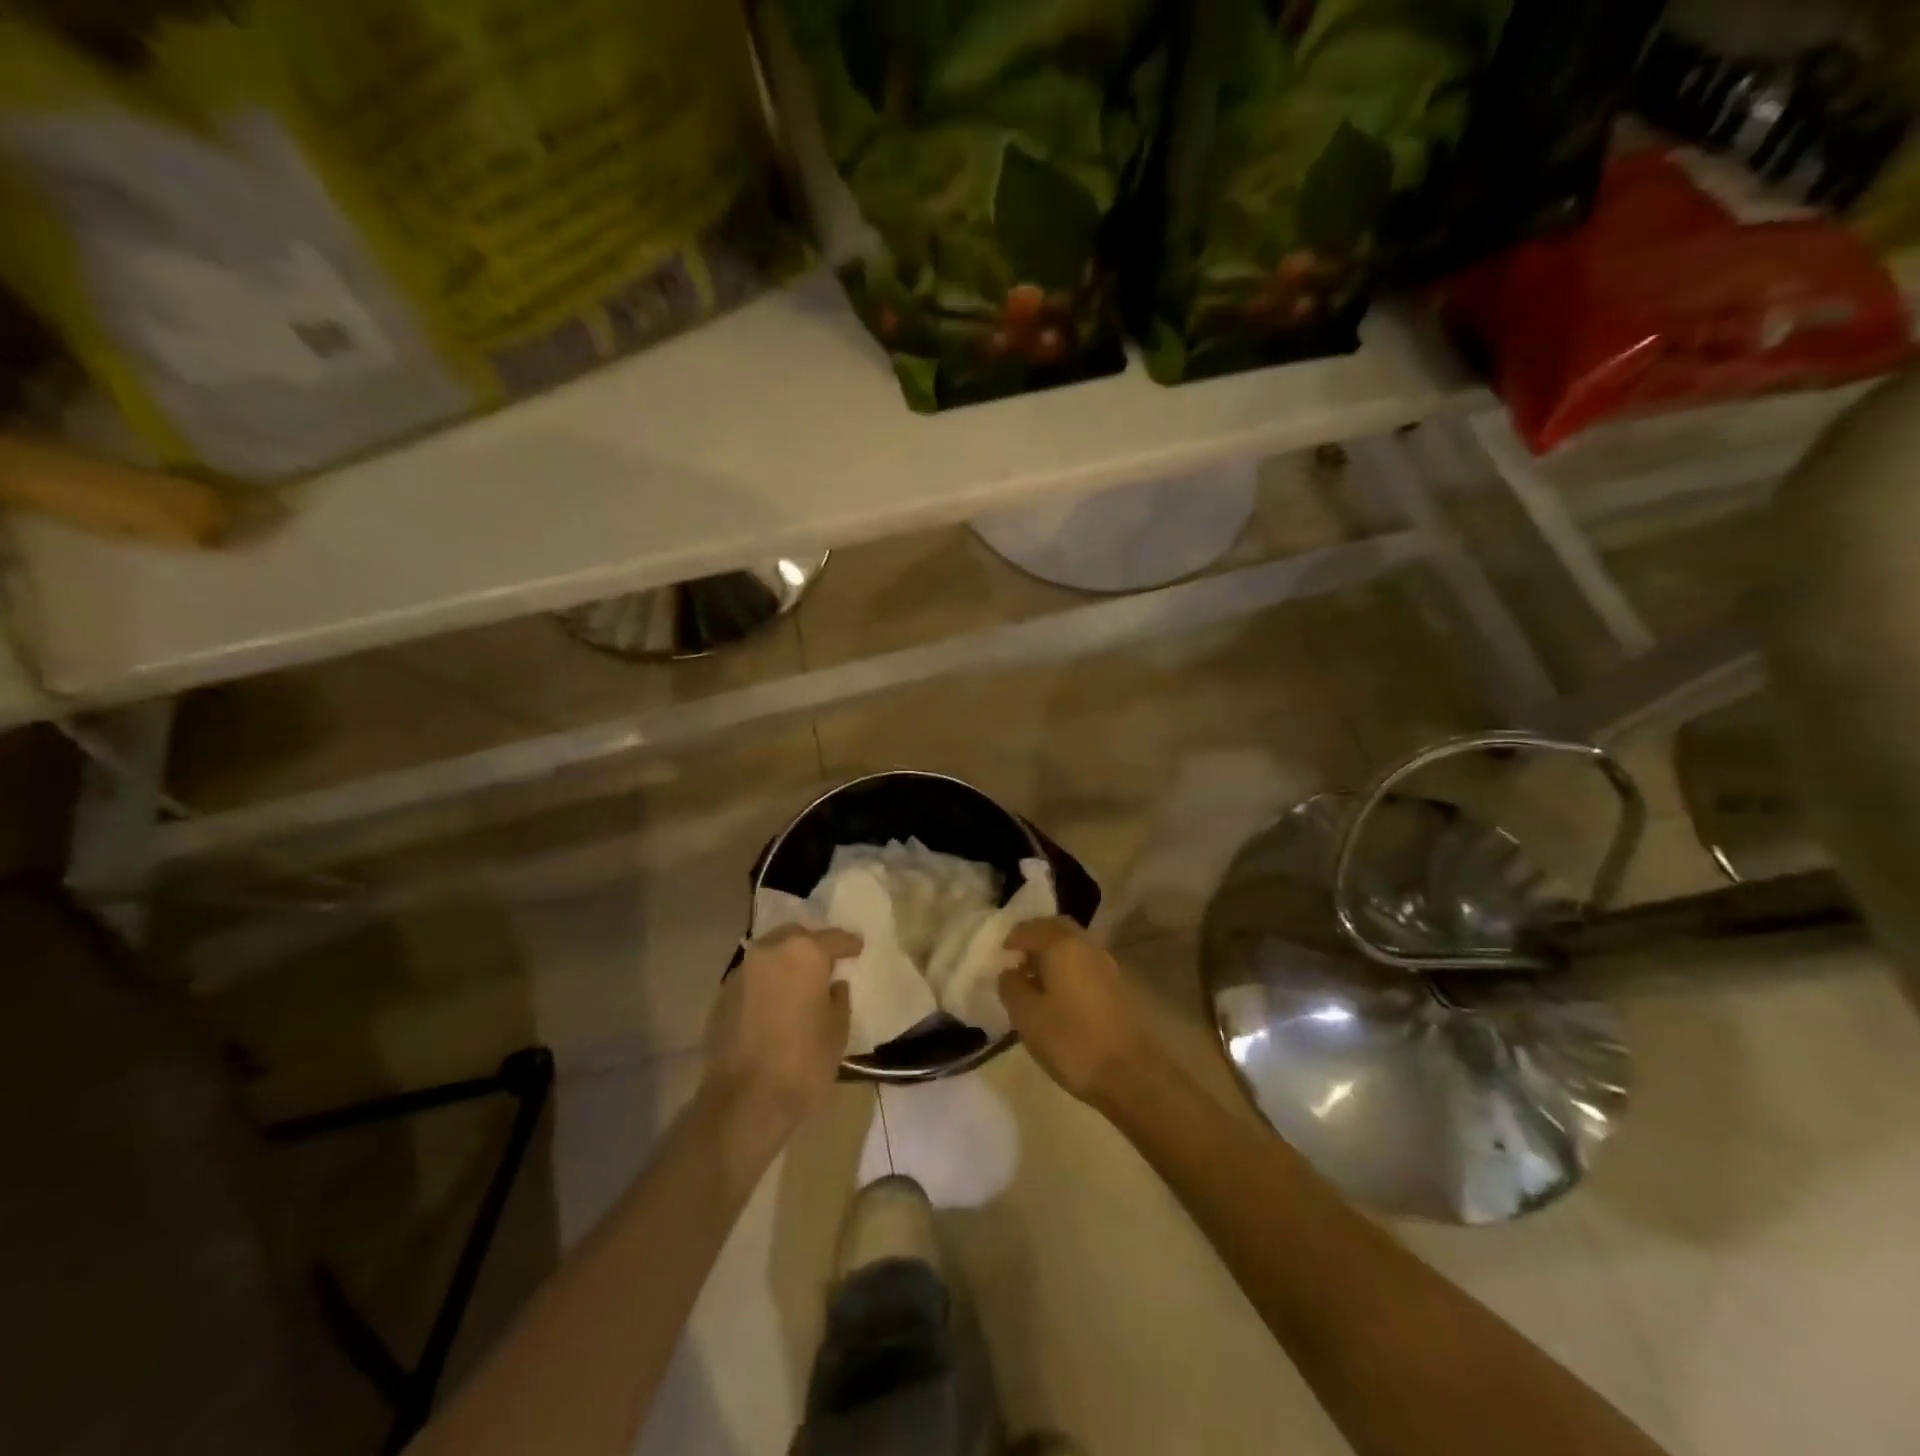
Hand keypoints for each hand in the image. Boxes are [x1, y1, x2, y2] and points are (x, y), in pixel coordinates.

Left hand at [704, 926, 860, 1134]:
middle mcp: (769, 951)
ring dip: (786, 963)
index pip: (833, 939)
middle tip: (827, 964)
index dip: (848, 944)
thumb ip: (838, 998)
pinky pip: (753, 978)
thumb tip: (832, 986)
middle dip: (812, 946)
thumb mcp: (837, 1030)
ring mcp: (741, 972)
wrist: (744, 1102)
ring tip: (800, 984)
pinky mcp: (722, 996)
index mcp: (804, 953)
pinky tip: (777, 1003)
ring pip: (770, 954)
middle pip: (796, 937)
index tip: (858, 948)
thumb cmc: (804, 1063)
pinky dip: (767, 983)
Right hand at [998, 918, 1159, 1106]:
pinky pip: (1086, 965)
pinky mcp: (1120, 987)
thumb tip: (1009, 972)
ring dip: (1053, 956)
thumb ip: (1011, 987)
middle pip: (1057, 929)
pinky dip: (1069, 970)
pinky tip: (1060, 997)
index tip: (1000, 955)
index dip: (1013, 938)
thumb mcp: (1027, 1017)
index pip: (1032, 927)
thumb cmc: (1072, 1041)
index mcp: (1062, 946)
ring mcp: (1108, 965)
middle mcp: (1087, 946)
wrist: (1132, 1074)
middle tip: (1018, 960)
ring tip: (1035, 982)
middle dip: (1036, 939)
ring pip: (1075, 947)